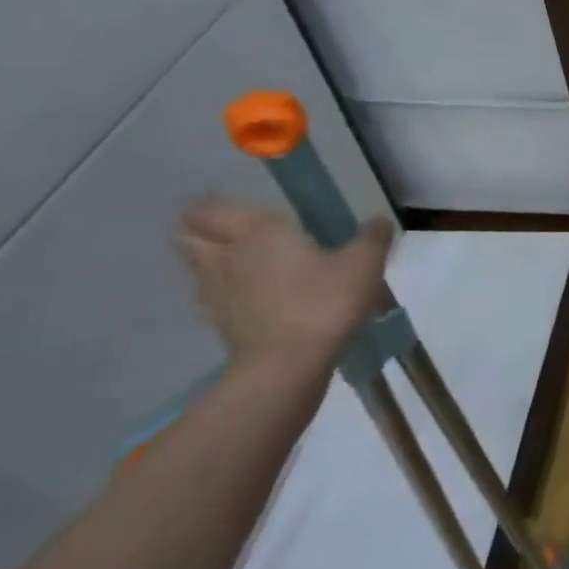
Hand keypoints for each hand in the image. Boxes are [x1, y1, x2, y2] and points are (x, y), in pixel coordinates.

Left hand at [175, 199, 393, 384]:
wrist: (289, 363)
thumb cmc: (325, 300)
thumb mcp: (364, 262)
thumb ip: (372, 237)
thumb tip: (378, 222)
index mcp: (257, 232)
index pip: (211, 208)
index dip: (216, 205)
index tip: (241, 207)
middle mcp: (226, 256)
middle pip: (189, 235)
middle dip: (205, 230)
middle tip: (238, 232)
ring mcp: (215, 293)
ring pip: (197, 267)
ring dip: (212, 262)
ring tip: (245, 265)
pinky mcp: (218, 324)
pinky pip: (211, 298)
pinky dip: (224, 294)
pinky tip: (251, 299)